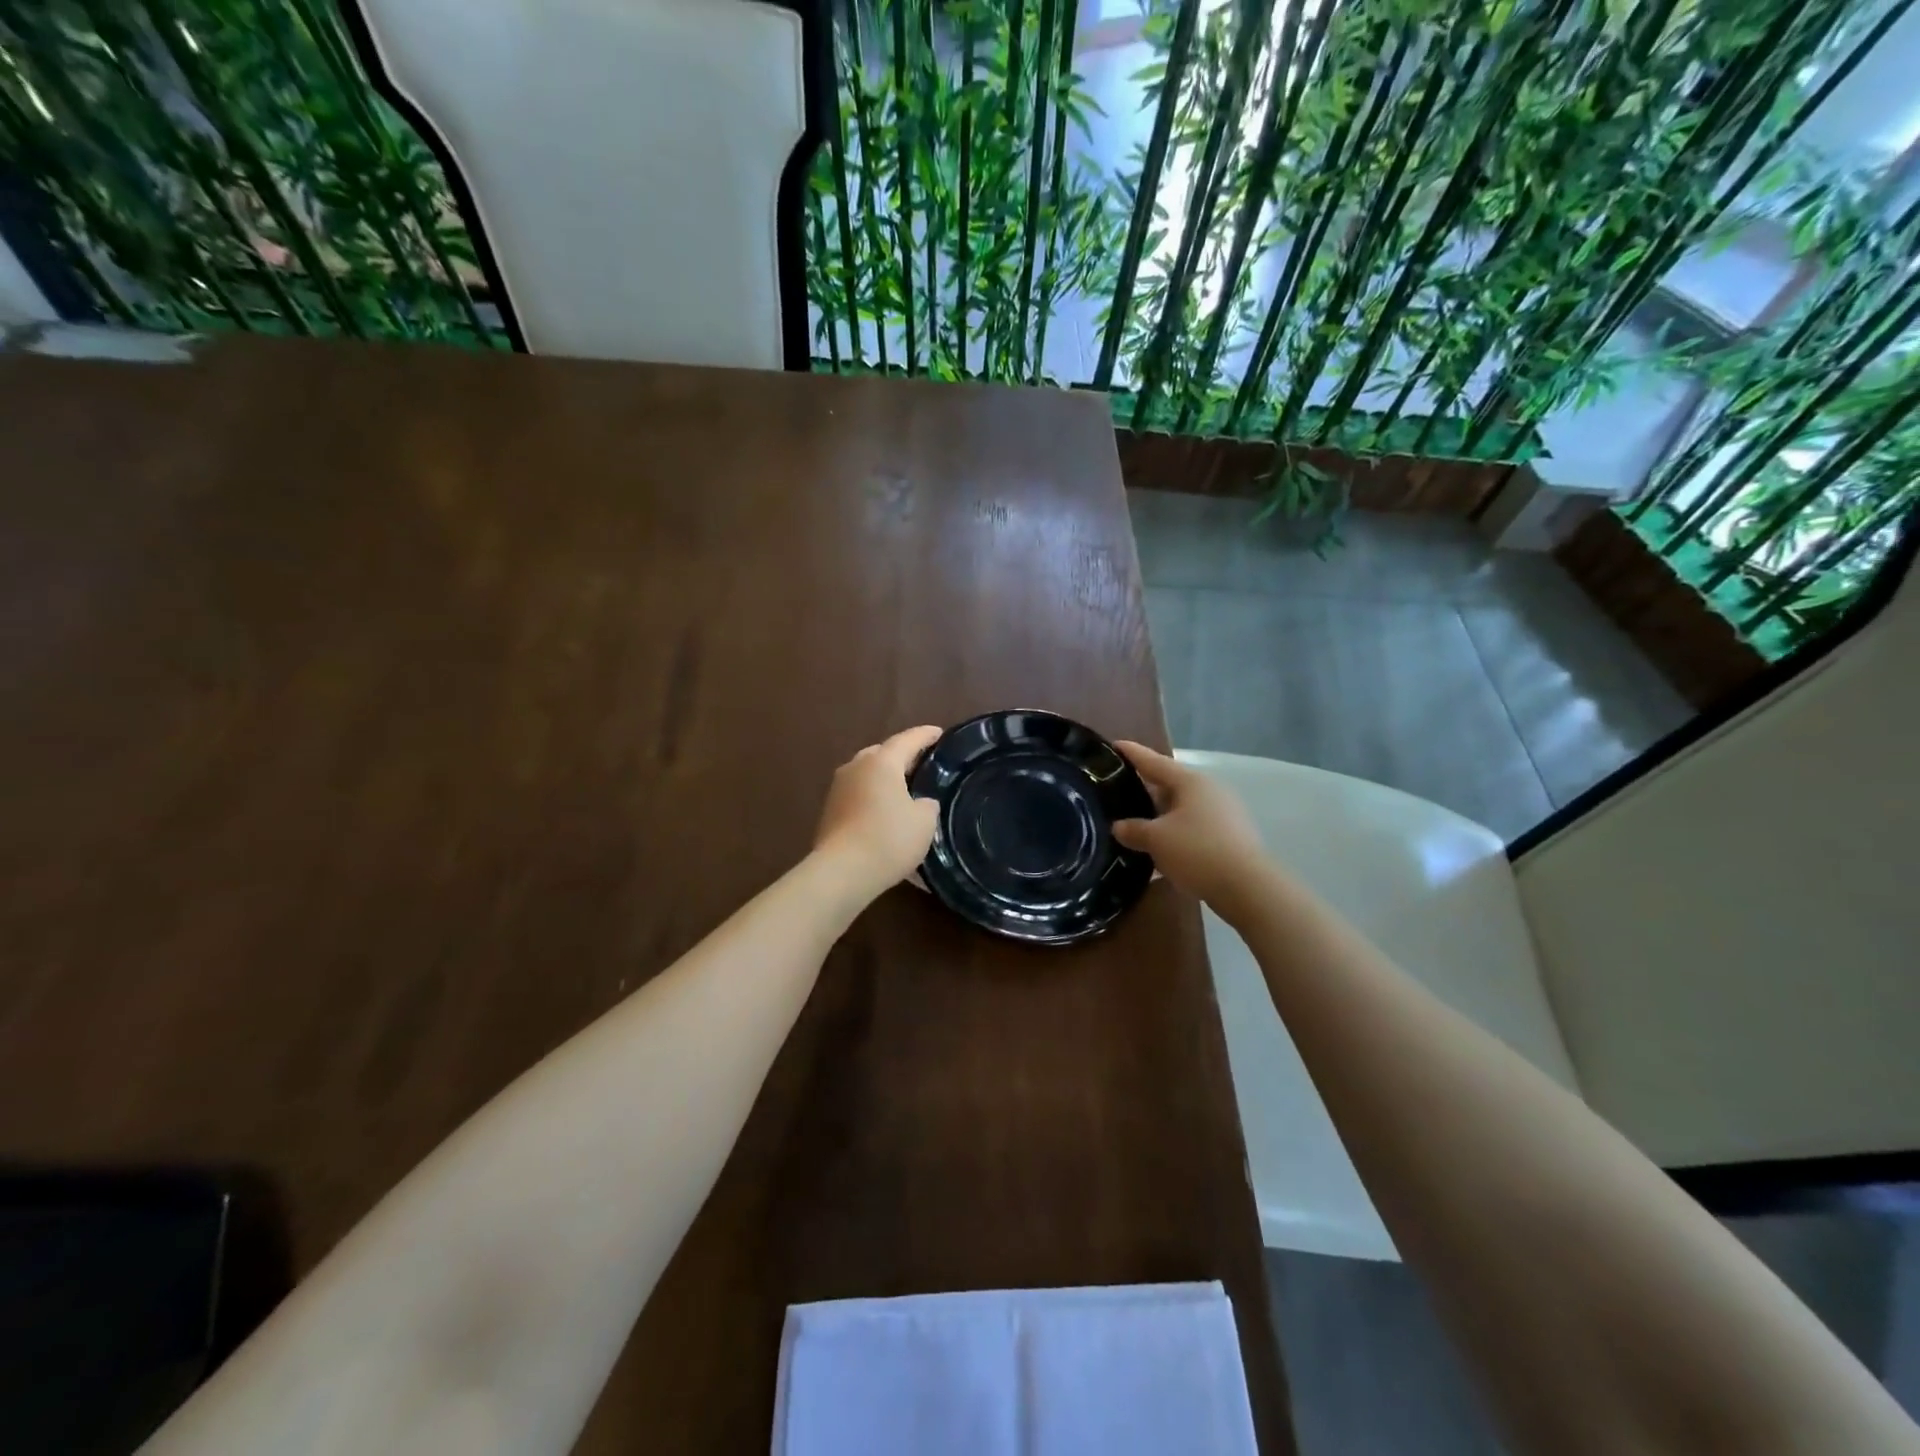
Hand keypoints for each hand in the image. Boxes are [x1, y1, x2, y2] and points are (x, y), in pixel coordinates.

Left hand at [812, 725, 943, 899]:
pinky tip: (885, 812)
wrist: (841, 872)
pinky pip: (858, 795)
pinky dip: (873, 798)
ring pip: (867, 774)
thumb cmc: (889, 839)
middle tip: (922, 763)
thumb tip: (921, 802)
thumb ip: (927, 804)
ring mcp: (838, 789)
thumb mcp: (924, 822)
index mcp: (881, 762)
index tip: (939, 733)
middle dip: (902, 756)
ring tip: (904, 789)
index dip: (925, 735)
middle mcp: (856, 767)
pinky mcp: (829, 811)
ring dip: (885, 779)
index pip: (907, 739)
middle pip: (882, 754)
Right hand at [1111, 742, 1270, 913]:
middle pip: (1170, 784)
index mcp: (1191, 782)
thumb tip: (1119, 827)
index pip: (1154, 761)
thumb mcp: (1156, 839)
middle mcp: (1209, 791)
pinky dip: (1175, 834)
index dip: (1132, 753)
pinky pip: (1193, 828)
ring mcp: (1223, 814)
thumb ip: (1133, 829)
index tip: (1114, 745)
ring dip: (1160, 815)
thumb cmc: (1197, 851)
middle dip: (1145, 788)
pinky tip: (1161, 849)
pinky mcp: (1230, 837)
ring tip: (1136, 823)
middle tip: (1119, 791)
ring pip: (1182, 808)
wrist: (1247, 888)